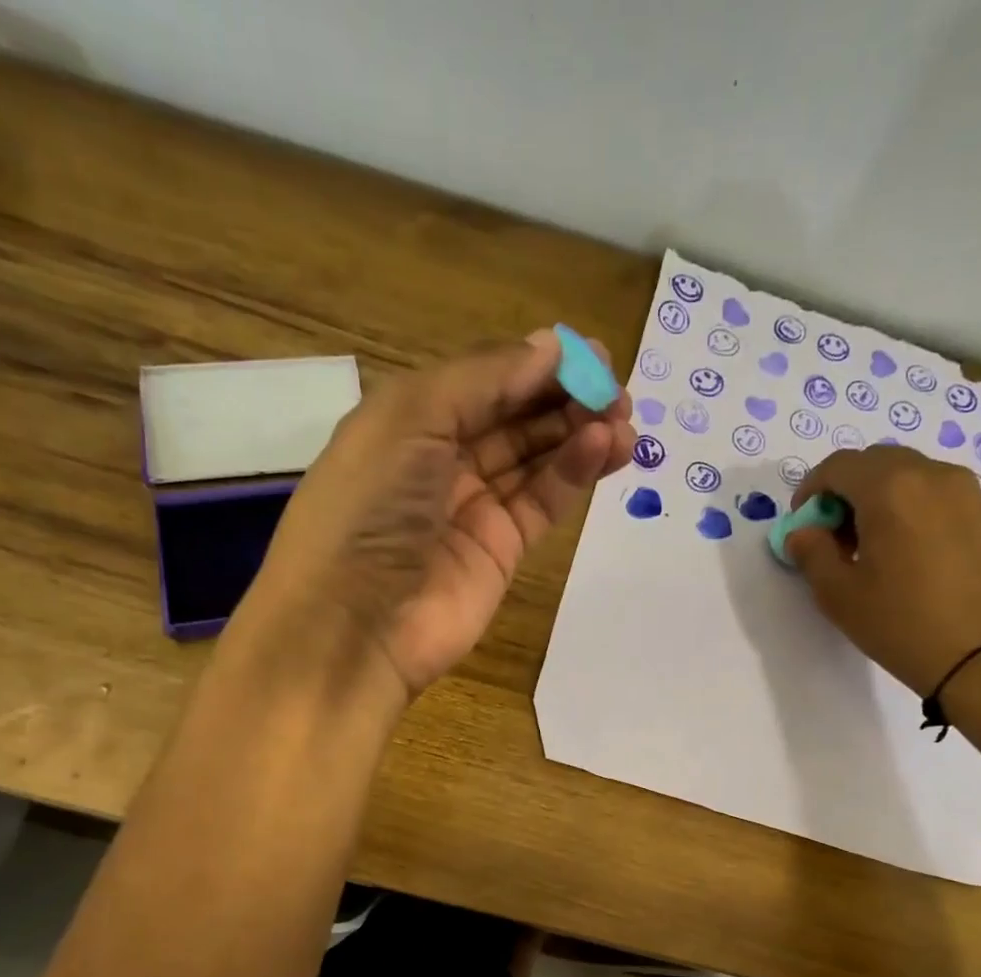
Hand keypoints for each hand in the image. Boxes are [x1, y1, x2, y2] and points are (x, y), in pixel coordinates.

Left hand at [245, 331, 635, 698]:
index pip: (483, 381)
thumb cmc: (369, 508)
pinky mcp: (501, 552)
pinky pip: (543, 502)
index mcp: (408, 420)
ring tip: (625, 421)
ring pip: (535, 460)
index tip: (590, 354)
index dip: (535, 365)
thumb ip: (484, 379)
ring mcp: (473, 509)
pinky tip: (603, 449)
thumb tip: (550, 347)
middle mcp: (440, 460)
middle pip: (514, 418)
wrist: (355, 626)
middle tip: (618, 389)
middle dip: (565, 398)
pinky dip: (573, 474)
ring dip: (579, 435)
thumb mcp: (411, 418)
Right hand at [786, 446, 980, 695]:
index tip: (803, 525)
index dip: (811, 490)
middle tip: (833, 535)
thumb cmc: (900, 622)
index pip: (838, 466)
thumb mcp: (838, 594)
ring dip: (878, 496)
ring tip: (869, 544)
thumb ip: (811, 553)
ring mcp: (963, 489)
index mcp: (889, 488)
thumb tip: (803, 532)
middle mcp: (930, 474)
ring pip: (907, 473)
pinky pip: (934, 491)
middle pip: (874, 462)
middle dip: (845, 490)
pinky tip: (904, 549)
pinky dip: (909, 505)